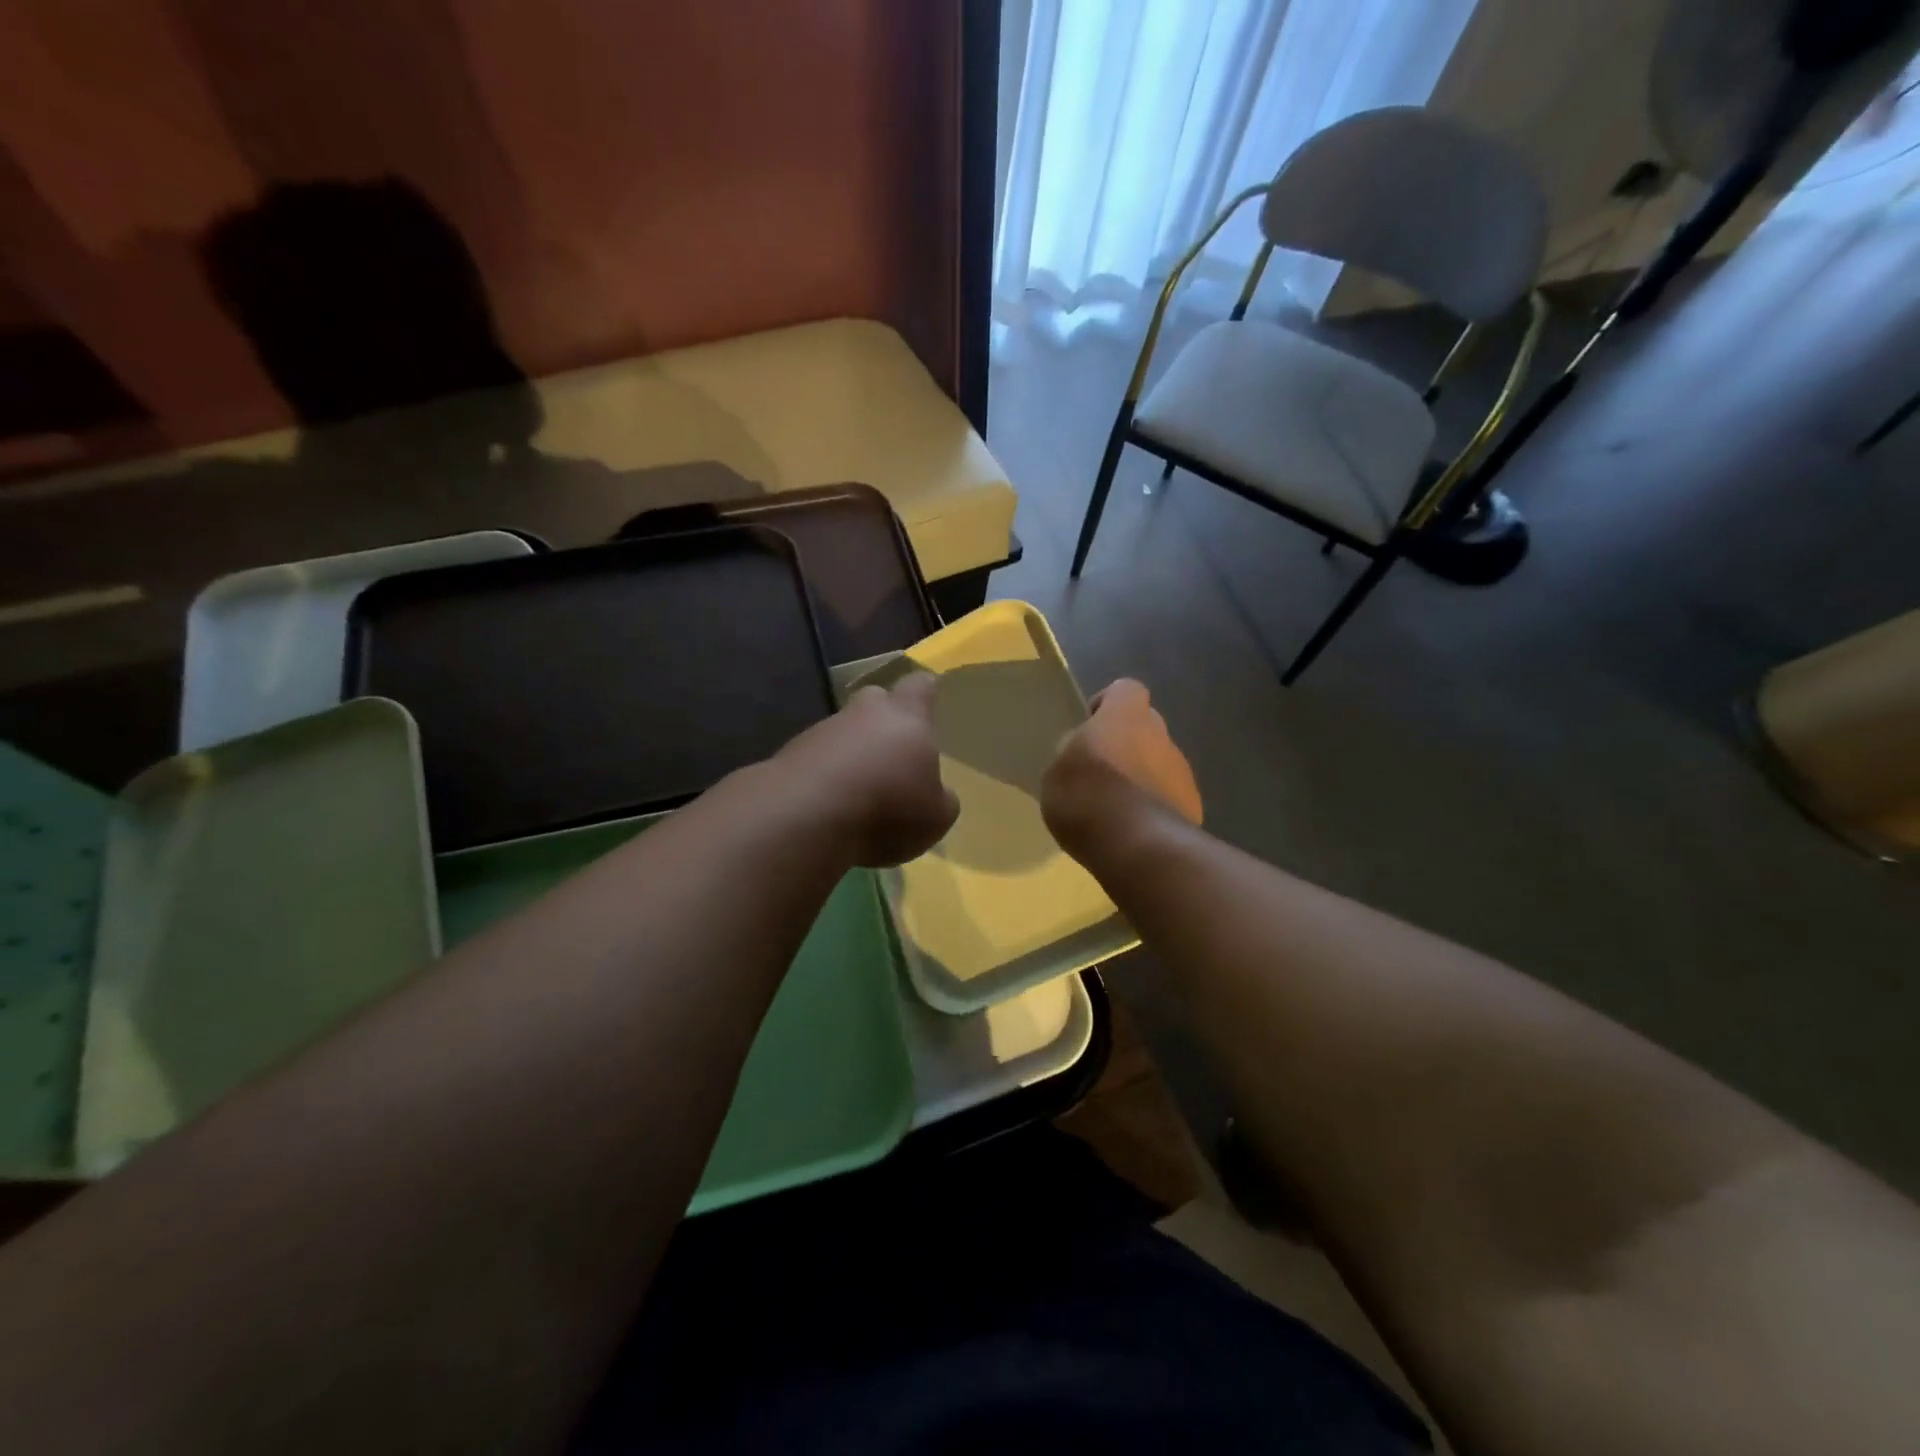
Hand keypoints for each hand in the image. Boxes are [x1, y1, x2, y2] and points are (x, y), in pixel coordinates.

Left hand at [773, 673, 958, 866]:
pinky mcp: (789, 756)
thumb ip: (940, 798)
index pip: (919, 686)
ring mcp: (821, 732)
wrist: (803, 817)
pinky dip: (825, 778)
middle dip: (883, 718)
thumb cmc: (887, 808)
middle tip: (892, 748)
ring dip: (851, 754)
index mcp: (906, 717)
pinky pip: (816, 761)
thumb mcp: (936, 816)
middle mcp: (862, 714)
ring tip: (860, 793)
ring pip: (843, 732)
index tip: (929, 697)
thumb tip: (935, 794)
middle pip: (875, 700)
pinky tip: (829, 808)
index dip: (925, 691)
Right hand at [1042, 678, 1200, 860]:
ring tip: (1115, 810)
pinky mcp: (1193, 807)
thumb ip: (1072, 752)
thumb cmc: (1087, 797)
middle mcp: (1161, 736)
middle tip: (1099, 773)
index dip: (1108, 704)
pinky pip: (1169, 798)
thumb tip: (1084, 747)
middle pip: (1145, 727)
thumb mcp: (1057, 772)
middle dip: (1126, 744)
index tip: (1091, 727)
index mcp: (1126, 716)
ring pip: (1159, 764)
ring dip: (1141, 778)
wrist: (1137, 846)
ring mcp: (1182, 772)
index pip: (1125, 690)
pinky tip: (1133, 831)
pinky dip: (1153, 807)